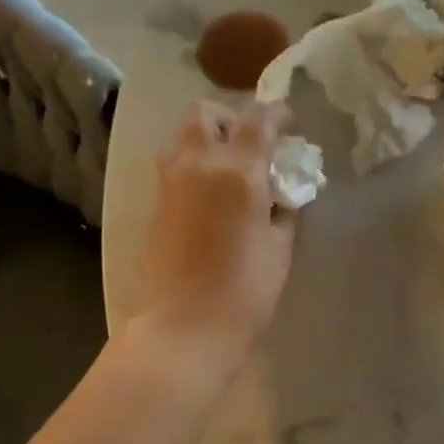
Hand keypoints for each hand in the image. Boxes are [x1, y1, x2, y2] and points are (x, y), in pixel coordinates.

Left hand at [135, 101, 296, 376]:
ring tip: (227, 172)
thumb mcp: (279, 251)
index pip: (256, 119)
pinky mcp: (155, 209)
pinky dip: (192, 171)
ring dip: (205, 143)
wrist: (184, 329)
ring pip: (182, 141)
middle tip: (249, 144)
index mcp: (238, 171)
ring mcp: (169, 186)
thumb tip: (280, 195)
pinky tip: (209, 201)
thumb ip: (282, 212)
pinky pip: (173, 172)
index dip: (276, 113)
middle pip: (204, 114)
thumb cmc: (244, 294)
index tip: (288, 122)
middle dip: (229, 118)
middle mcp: (198, 165)